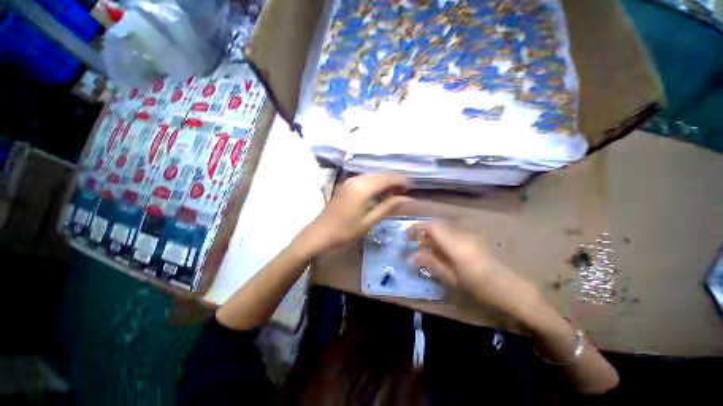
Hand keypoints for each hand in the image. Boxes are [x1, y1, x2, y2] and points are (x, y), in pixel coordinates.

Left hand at [293, 173, 410, 256]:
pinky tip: (381, 193)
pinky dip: (376, 183)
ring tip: (396, 194)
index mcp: (363, 187)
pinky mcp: (346, 184)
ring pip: (374, 175)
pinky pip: (366, 179)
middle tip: (405, 192)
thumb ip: (388, 207)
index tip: (412, 188)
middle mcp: (357, 179)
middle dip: (395, 180)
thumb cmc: (344, 232)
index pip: (388, 178)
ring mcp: (350, 180)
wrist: (318, 234)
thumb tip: (407, 198)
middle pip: (381, 174)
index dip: (402, 181)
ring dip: (386, 181)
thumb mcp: (369, 221)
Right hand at [411, 221, 540, 316]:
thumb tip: (410, 257)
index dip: (418, 227)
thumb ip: (430, 263)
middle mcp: (462, 234)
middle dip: (422, 231)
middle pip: (437, 224)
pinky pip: (451, 232)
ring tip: (424, 248)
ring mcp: (468, 234)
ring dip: (431, 234)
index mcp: (456, 244)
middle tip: (414, 243)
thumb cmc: (479, 287)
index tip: (407, 235)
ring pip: (443, 227)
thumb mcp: (452, 278)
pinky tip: (439, 250)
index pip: (432, 226)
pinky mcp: (472, 237)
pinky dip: (440, 237)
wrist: (509, 288)